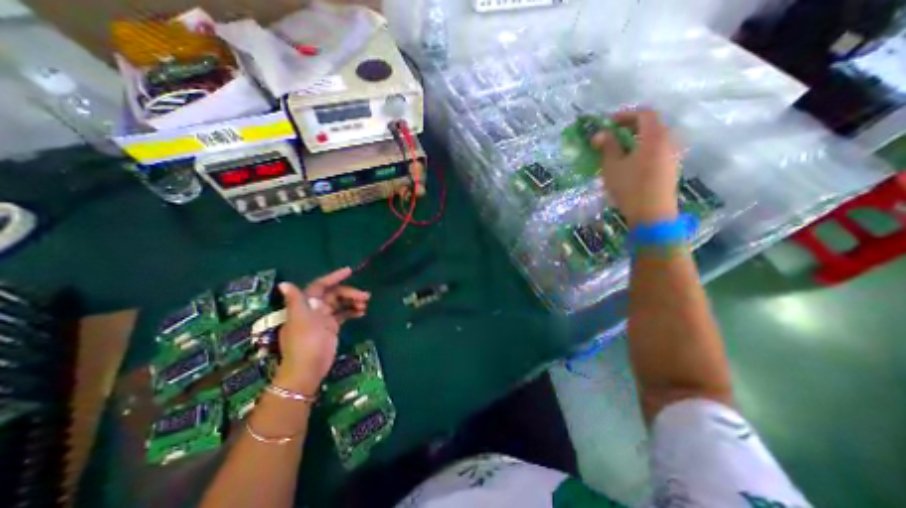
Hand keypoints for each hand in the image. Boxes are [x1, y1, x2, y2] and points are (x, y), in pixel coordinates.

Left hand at [272, 268, 368, 394]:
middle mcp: (314, 309)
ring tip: (365, 305)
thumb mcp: (301, 320)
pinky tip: (362, 313)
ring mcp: (324, 318)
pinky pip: (344, 314)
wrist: (308, 369)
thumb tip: (284, 283)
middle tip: (365, 297)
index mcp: (306, 304)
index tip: (349, 271)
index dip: (334, 277)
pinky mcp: (332, 327)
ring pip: (341, 303)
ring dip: (353, 301)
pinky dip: (352, 311)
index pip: (320, 285)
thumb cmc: (305, 342)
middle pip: (335, 294)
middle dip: (350, 293)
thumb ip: (296, 301)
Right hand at [595, 109, 679, 226]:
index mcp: (655, 136)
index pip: (644, 114)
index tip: (608, 122)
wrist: (652, 214)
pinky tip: (630, 162)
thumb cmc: (630, 188)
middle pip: (651, 124)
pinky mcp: (671, 167)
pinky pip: (657, 149)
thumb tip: (600, 134)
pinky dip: (643, 149)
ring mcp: (672, 155)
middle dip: (630, 126)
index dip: (625, 115)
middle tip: (612, 135)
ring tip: (618, 149)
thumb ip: (607, 147)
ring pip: (654, 138)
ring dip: (636, 139)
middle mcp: (668, 140)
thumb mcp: (613, 166)